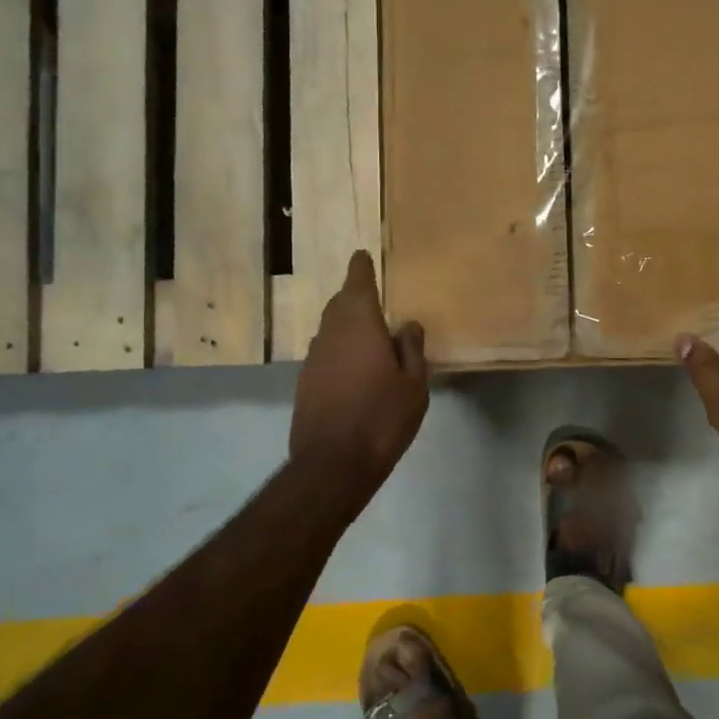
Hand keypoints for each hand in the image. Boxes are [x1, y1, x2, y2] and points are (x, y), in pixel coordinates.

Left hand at [292, 251, 429, 484]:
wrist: (332, 464)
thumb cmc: (382, 418)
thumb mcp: (414, 385)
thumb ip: (411, 348)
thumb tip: (406, 323)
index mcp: (360, 325)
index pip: (357, 283)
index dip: (361, 268)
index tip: (363, 255)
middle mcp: (331, 334)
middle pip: (340, 303)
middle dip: (354, 295)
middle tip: (372, 296)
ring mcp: (313, 358)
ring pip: (330, 329)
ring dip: (347, 324)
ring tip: (367, 334)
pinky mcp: (305, 382)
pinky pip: (325, 352)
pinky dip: (339, 349)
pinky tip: (354, 367)